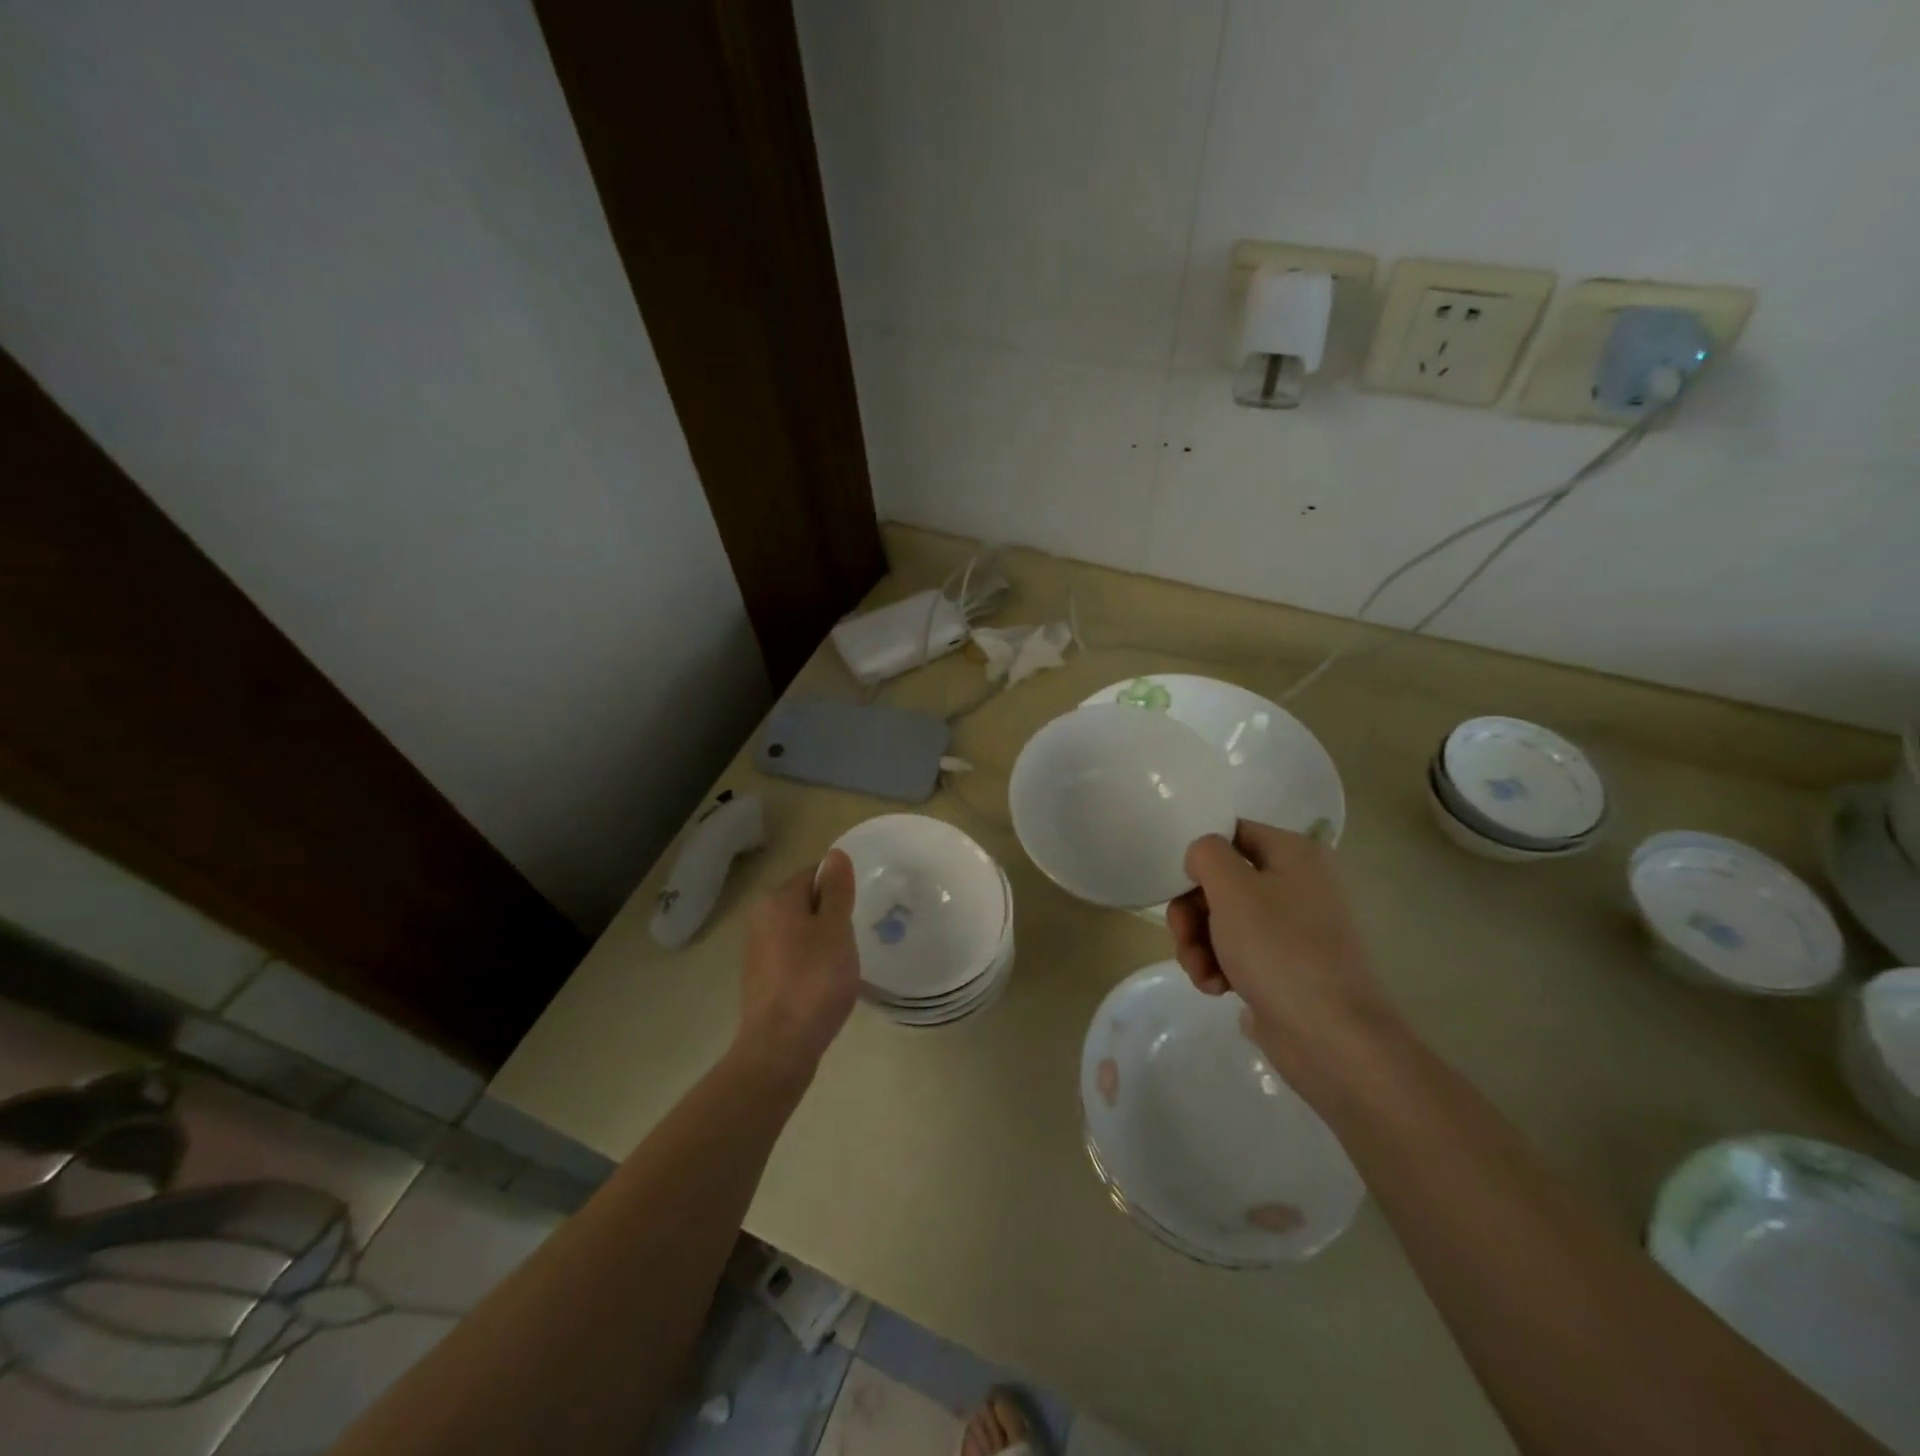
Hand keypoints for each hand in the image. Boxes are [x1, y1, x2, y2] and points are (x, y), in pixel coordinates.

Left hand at [734, 850, 860, 1081]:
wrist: (779, 1047)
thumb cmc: (814, 981)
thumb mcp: (835, 929)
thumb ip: (837, 891)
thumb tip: (835, 854)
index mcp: (777, 900)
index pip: (814, 873)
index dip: (840, 886)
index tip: (862, 905)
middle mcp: (760, 919)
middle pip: (806, 901)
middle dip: (833, 913)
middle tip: (859, 932)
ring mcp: (758, 951)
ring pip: (801, 930)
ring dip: (824, 939)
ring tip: (847, 959)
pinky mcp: (762, 979)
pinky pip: (794, 956)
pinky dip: (812, 962)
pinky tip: (828, 982)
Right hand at [1167, 820, 1392, 1076]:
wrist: (1331, 1038)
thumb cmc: (1279, 949)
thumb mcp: (1232, 887)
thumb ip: (1207, 854)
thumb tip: (1202, 858)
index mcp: (1295, 854)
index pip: (1233, 833)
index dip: (1200, 856)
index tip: (1180, 884)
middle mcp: (1298, 885)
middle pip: (1222, 881)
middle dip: (1192, 911)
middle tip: (1182, 936)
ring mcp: (1293, 930)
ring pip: (1223, 920)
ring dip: (1199, 944)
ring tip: (1199, 971)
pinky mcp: (1285, 968)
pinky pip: (1238, 954)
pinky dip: (1219, 967)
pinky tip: (1215, 988)